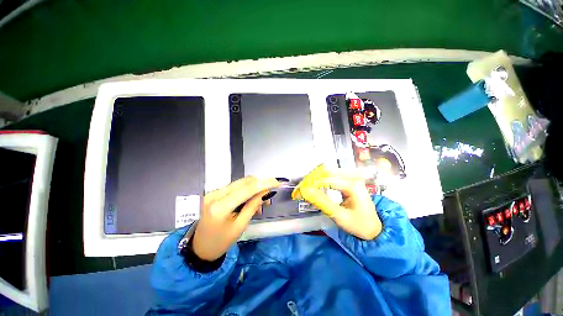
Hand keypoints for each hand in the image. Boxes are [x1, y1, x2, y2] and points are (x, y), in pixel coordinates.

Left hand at [191, 176, 280, 260]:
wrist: (200, 247)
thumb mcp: (240, 226)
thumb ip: (253, 206)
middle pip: (244, 182)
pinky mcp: (215, 192)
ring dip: (255, 186)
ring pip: (241, 182)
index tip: (278, 182)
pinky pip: (236, 186)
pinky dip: (247, 189)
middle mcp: (215, 194)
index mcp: (220, 207)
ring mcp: (214, 192)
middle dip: (261, 183)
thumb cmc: (221, 242)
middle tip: (273, 190)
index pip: (247, 189)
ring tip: (263, 198)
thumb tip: (265, 193)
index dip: (264, 183)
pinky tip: (253, 198)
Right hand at [300, 172, 381, 239]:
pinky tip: (320, 183)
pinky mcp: (352, 181)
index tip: (302, 188)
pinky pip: (336, 176)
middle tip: (305, 186)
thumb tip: (307, 192)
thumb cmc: (359, 225)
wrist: (374, 229)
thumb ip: (322, 202)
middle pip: (330, 172)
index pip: (328, 180)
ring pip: (332, 172)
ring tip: (310, 184)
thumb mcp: (339, 215)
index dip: (313, 183)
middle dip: (315, 178)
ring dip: (320, 177)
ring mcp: (354, 178)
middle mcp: (354, 178)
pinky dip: (326, 179)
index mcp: (353, 186)